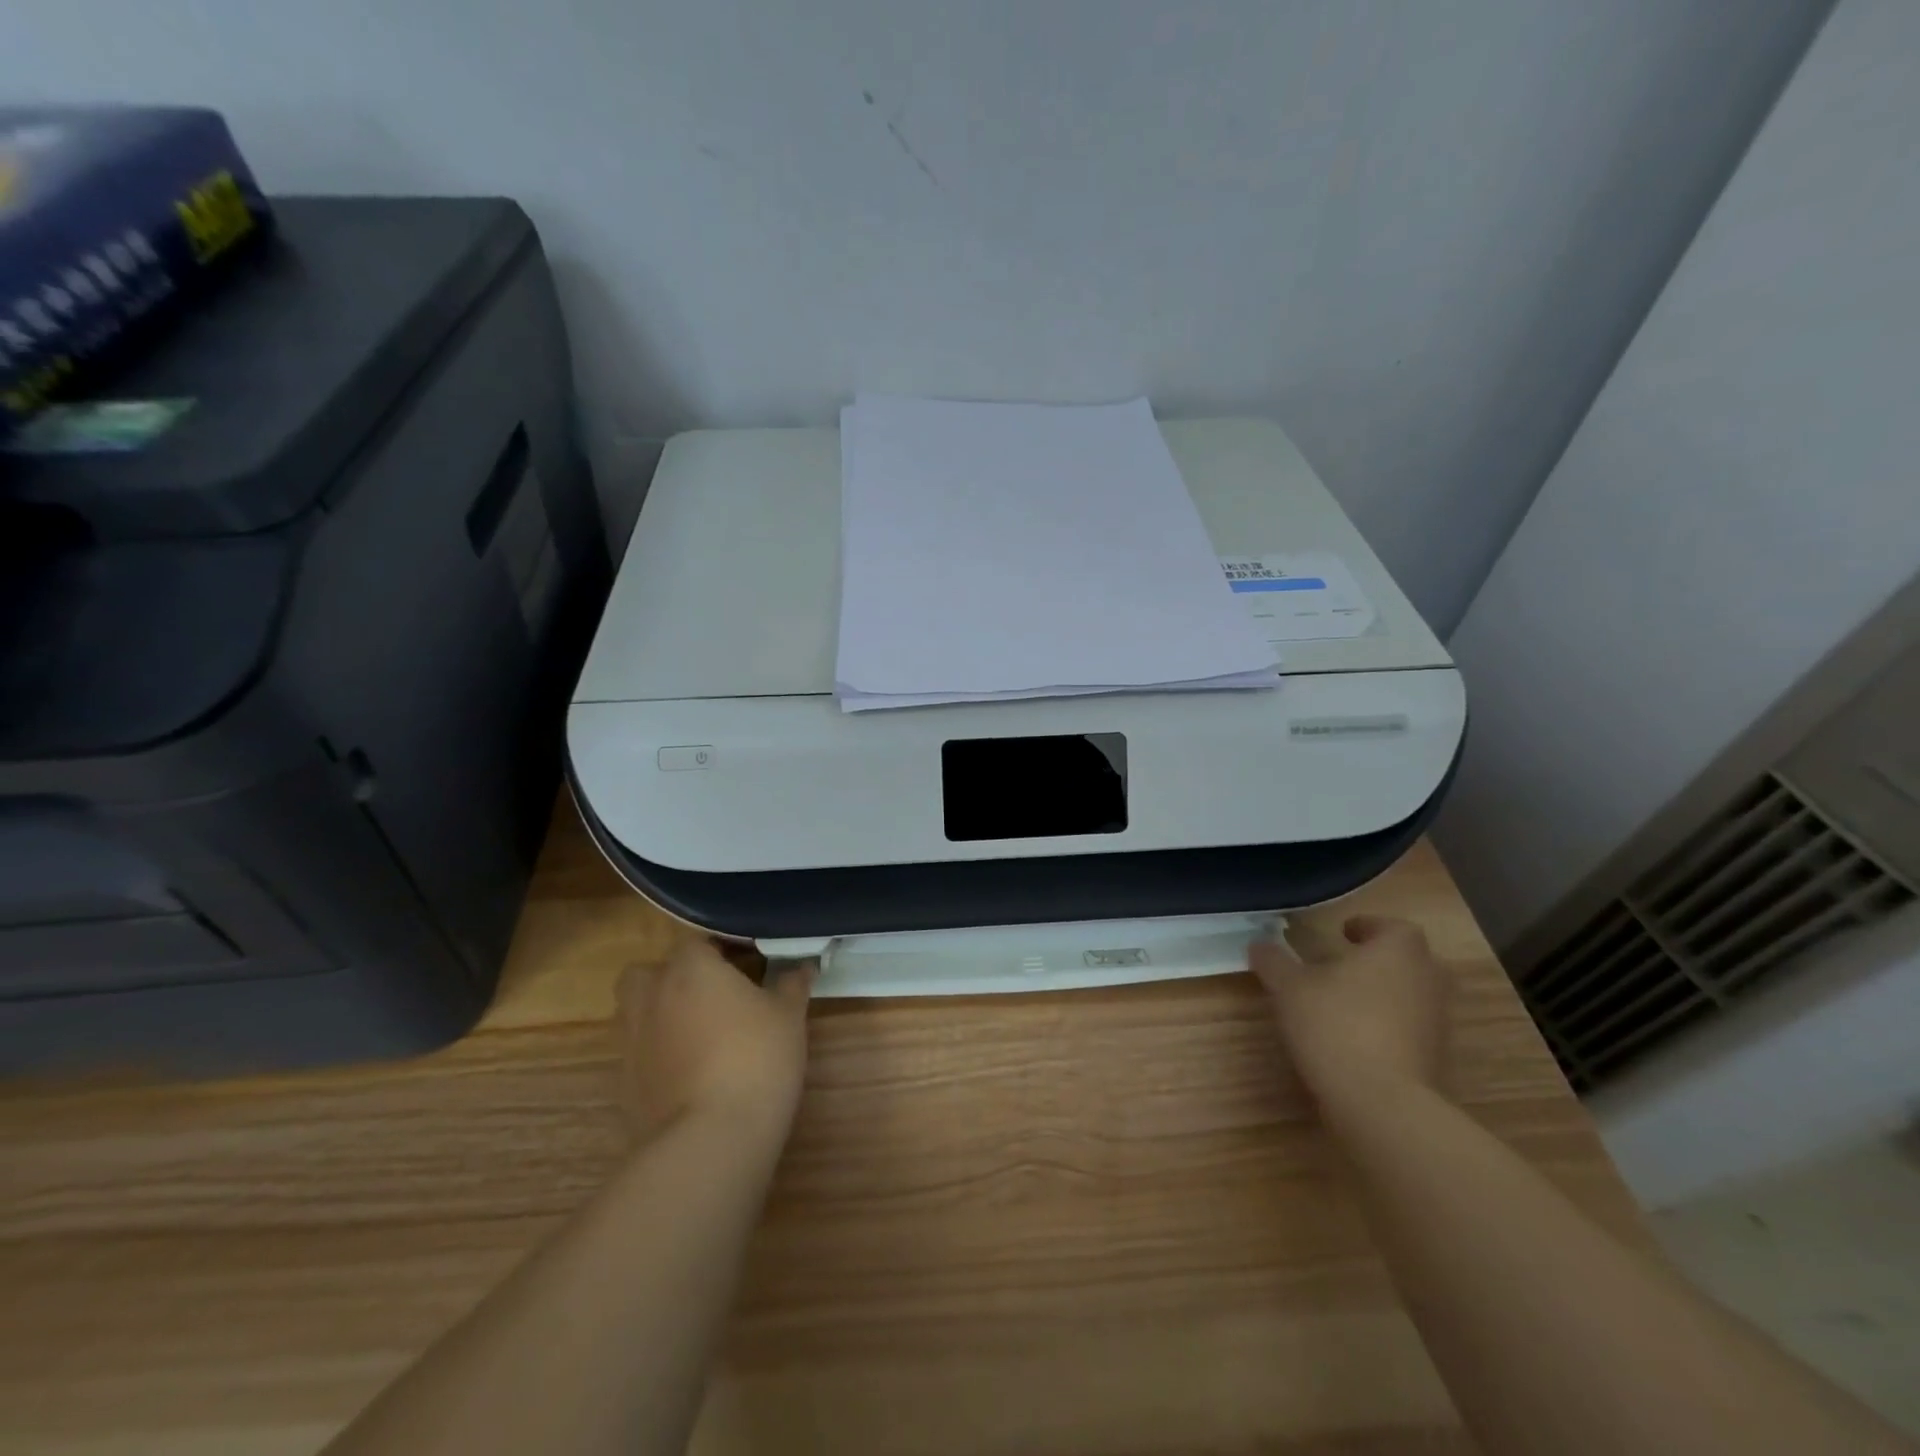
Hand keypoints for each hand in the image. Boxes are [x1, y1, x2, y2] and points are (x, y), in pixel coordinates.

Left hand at [615, 940, 814, 1145]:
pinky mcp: (624, 1082)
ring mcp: (631, 1040)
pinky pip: (641, 1052)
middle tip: (716, 994)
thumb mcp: (789, 1015)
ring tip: (703, 1032)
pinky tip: (692, 1071)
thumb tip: (803, 965)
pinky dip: (660, 1053)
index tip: (752, 963)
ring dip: (663, 1013)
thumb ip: (792, 983)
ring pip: (639, 1011)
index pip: (699, 940)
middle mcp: (651, 995)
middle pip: (653, 972)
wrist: (709, 1141)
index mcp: (689, 968)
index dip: (725, 949)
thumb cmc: (755, 1058)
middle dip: (677, 977)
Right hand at [1250, 915, 1452, 1114]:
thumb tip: (1260, 944)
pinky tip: (1355, 1039)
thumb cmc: (1336, 1025)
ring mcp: (1437, 1022)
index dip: (1368, 927)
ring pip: (1411, 995)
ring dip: (1384, 994)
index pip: (1393, 927)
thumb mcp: (1289, 987)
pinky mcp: (1436, 1059)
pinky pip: (1411, 1030)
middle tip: (1345, 965)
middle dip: (1379, 960)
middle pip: (1409, 960)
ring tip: (1344, 1002)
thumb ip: (1274, 961)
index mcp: (1398, 951)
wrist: (1382, 1103)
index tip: (1343, 933)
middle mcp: (1427, 980)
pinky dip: (1389, 1027)